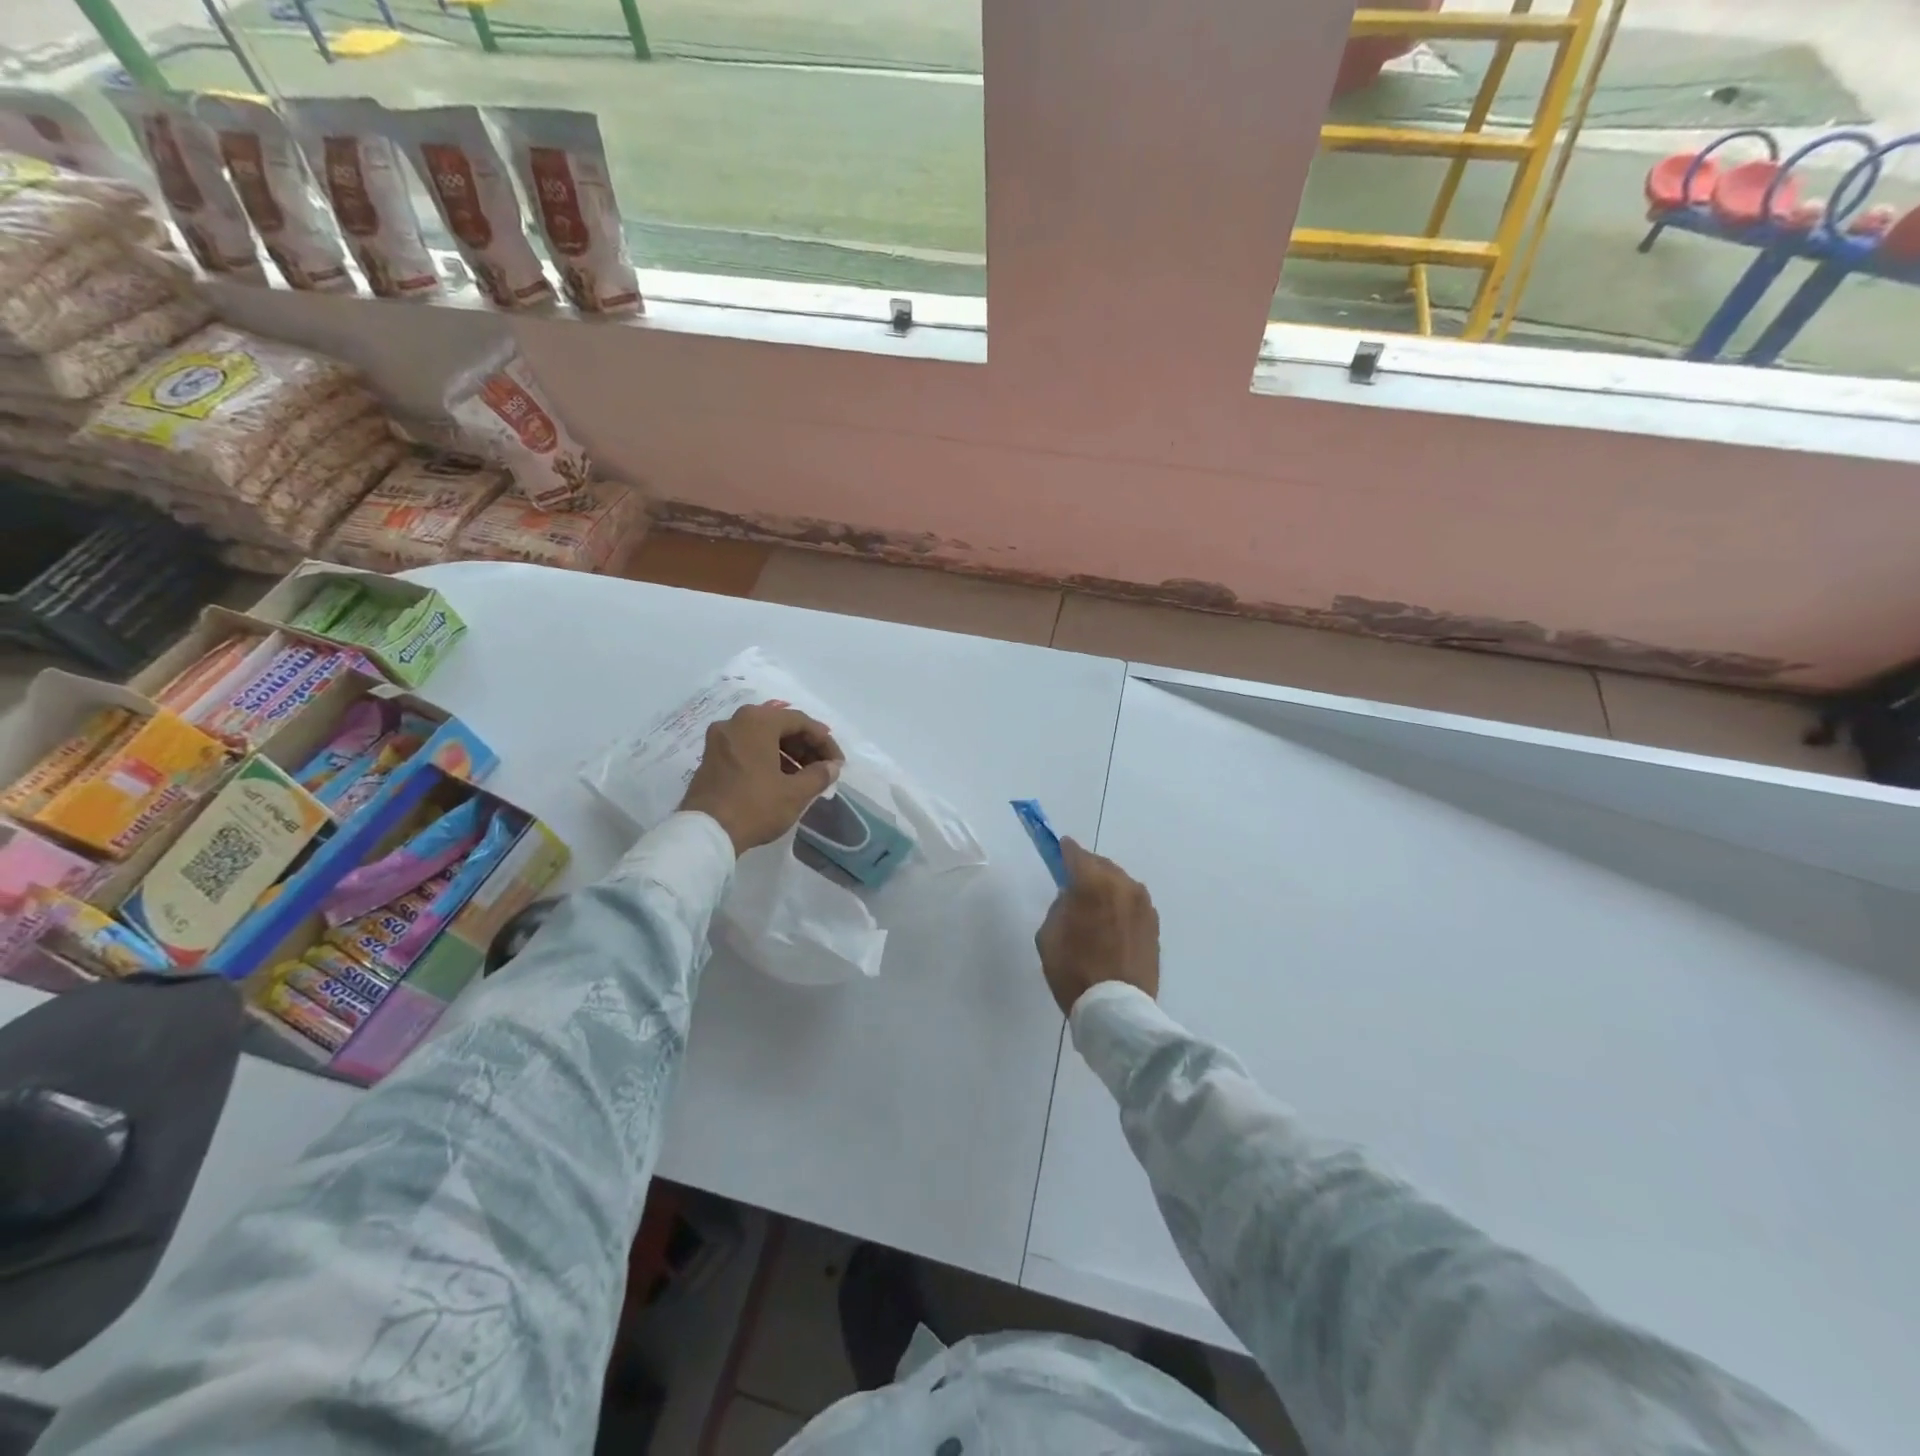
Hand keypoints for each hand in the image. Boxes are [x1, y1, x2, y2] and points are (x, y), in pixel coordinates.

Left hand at [679, 703, 843, 855]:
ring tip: (805, 777)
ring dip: (788, 754)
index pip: (800, 722)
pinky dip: (767, 759)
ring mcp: (719, 740)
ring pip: (763, 738)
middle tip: (823, 769)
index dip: (824, 741)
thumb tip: (832, 767)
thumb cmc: (755, 806)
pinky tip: (781, 780)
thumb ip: (819, 775)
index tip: (838, 762)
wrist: (706, 833)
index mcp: (757, 722)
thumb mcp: (795, 793)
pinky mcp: (711, 758)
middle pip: (780, 727)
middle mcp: (736, 722)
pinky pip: (747, 749)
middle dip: (805, 747)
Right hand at [1035, 838, 1159, 1015]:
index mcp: (1094, 884)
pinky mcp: (1154, 924)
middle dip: (1088, 868)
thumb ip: (1060, 906)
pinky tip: (1111, 920)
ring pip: (1120, 883)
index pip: (1077, 855)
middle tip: (1074, 879)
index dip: (1065, 851)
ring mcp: (1144, 905)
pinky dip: (1120, 905)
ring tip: (1094, 903)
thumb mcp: (1049, 936)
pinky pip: (1132, 903)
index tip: (1059, 848)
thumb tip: (1073, 898)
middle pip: (1102, 865)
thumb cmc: (1074, 971)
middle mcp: (1124, 886)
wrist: (1116, 1009)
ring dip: (1106, 886)